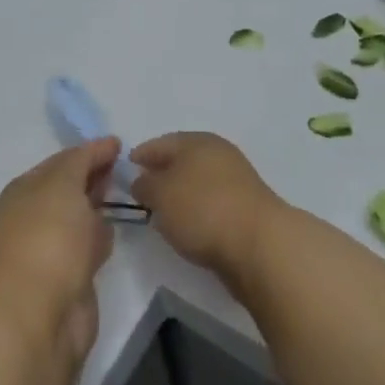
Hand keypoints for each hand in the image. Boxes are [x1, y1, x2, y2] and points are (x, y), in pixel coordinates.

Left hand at [0, 138, 119, 365]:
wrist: (37, 316)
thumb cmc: (47, 238)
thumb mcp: (63, 184)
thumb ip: (82, 160)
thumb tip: (103, 145)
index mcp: (24, 190)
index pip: (60, 162)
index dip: (88, 151)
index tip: (119, 145)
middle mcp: (33, 217)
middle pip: (69, 189)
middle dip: (92, 177)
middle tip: (125, 167)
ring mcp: (50, 250)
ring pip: (79, 219)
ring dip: (97, 208)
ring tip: (126, 195)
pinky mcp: (68, 279)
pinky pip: (88, 248)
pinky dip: (100, 238)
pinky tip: (115, 232)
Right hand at [130, 132, 281, 287]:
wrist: (259, 244)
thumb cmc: (202, 209)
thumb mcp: (161, 195)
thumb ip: (145, 185)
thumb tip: (142, 181)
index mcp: (196, 141)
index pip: (160, 143)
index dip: (141, 154)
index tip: (125, 168)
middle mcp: (218, 153)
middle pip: (182, 160)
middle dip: (161, 173)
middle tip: (141, 191)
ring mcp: (236, 180)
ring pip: (198, 181)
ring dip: (180, 192)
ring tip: (162, 212)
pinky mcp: (246, 207)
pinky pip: (211, 201)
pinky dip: (197, 209)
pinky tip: (188, 225)